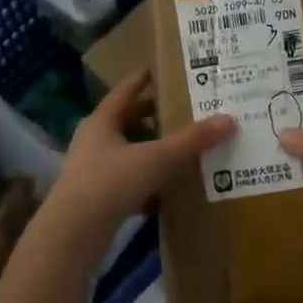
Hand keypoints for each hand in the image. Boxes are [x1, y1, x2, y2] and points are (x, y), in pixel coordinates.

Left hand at [51, 67, 234, 229]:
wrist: (73, 234)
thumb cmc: (111, 182)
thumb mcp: (157, 158)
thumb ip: (192, 141)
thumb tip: (229, 119)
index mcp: (102, 122)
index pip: (124, 92)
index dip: (140, 80)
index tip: (155, 68)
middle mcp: (93, 143)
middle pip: (124, 122)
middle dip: (149, 116)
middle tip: (178, 108)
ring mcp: (92, 172)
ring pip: (126, 154)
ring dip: (149, 150)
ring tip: (178, 147)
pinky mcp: (97, 200)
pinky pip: (128, 184)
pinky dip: (147, 184)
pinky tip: (168, 192)